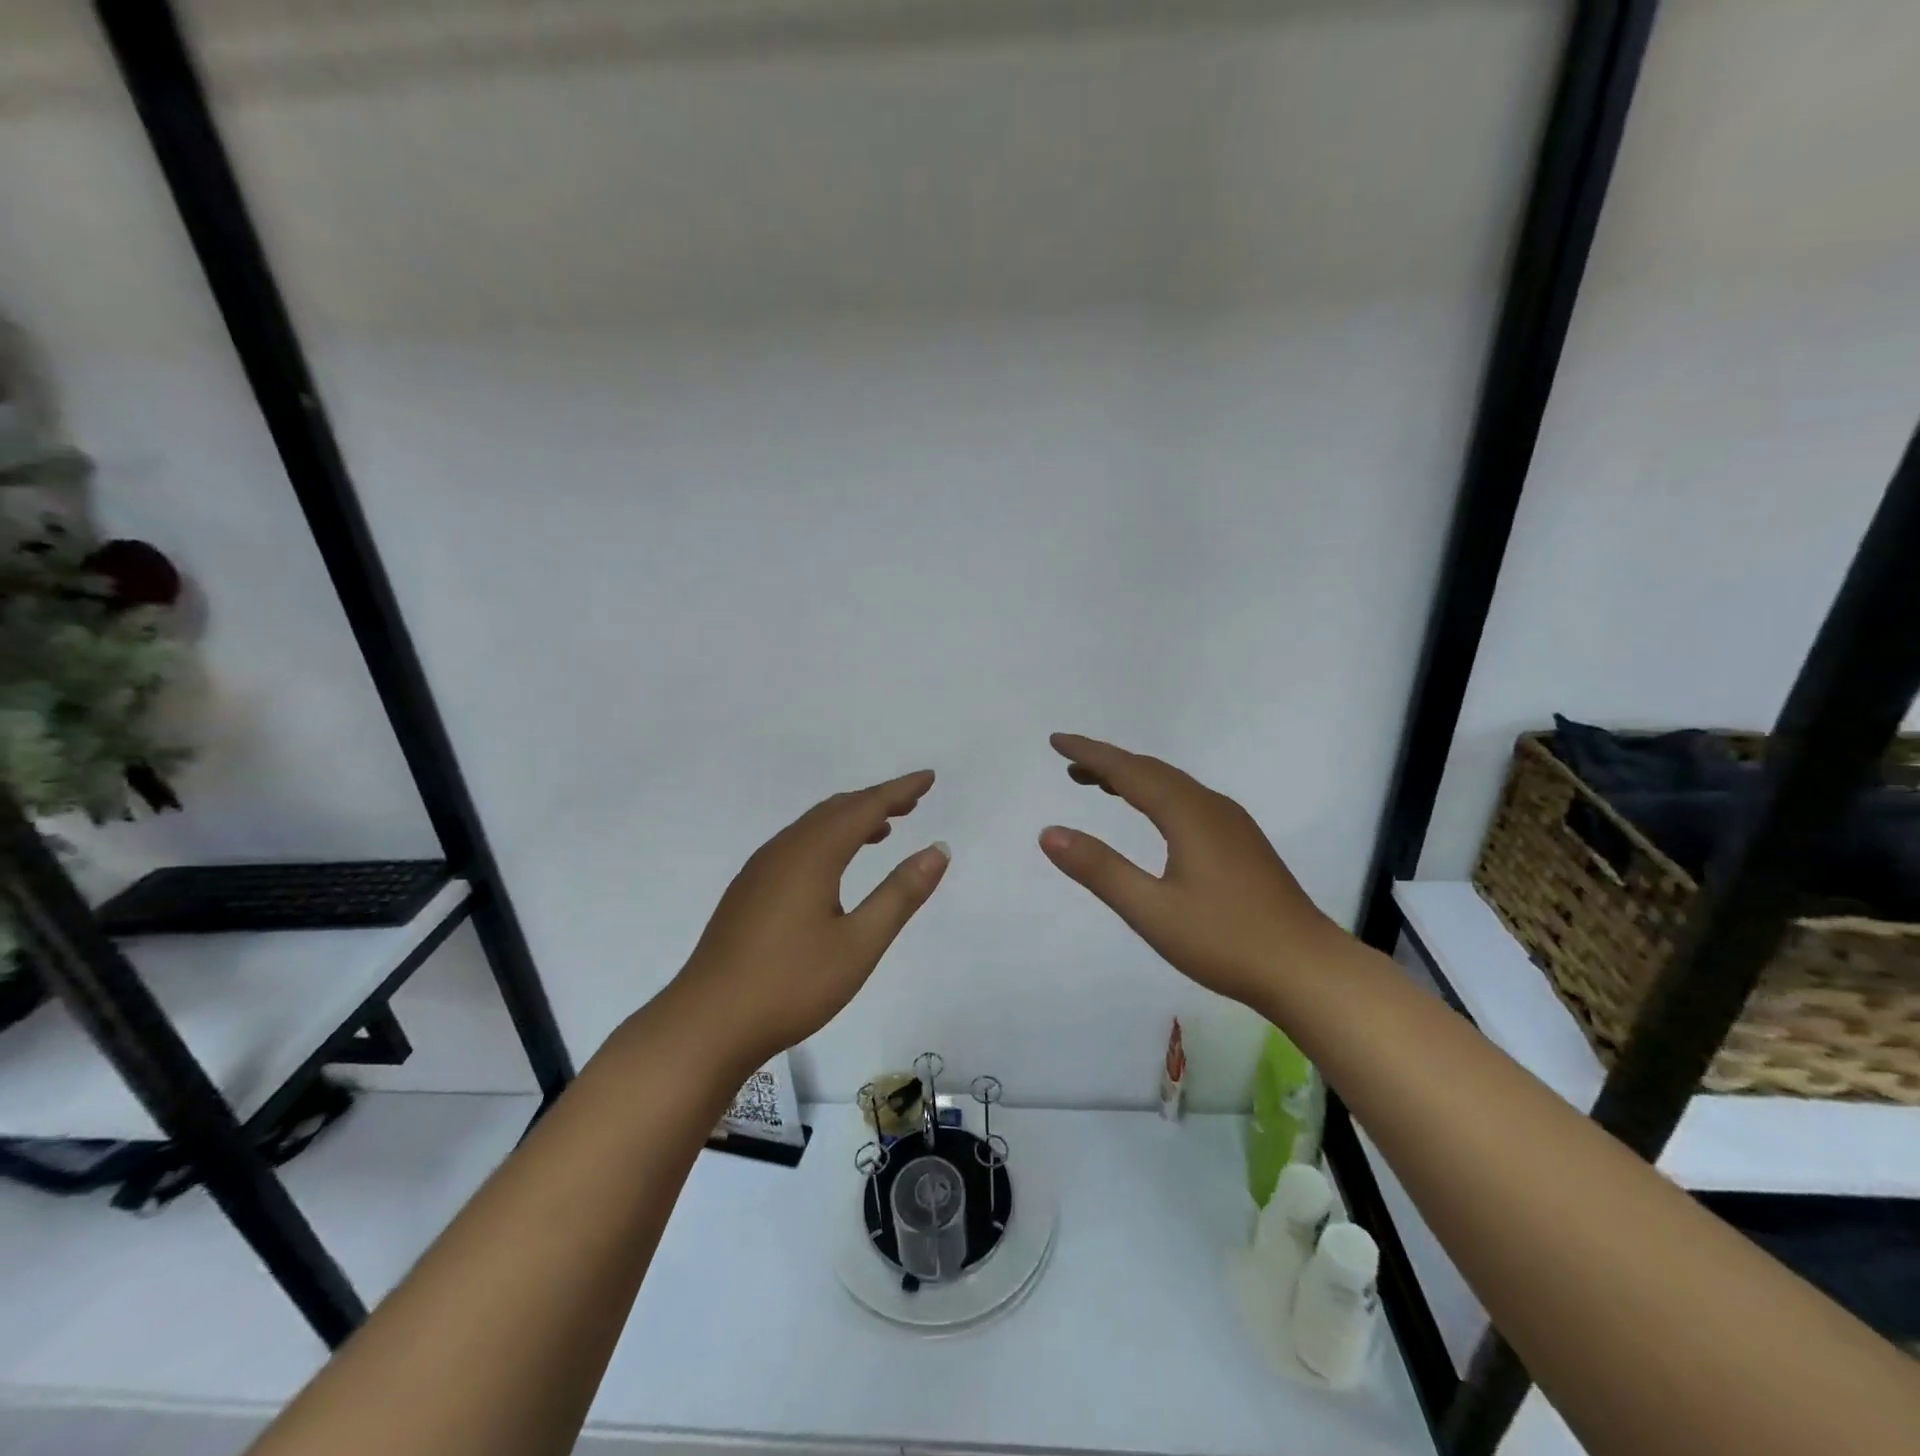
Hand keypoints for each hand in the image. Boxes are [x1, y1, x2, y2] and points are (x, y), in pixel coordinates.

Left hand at [667, 770, 949, 1071]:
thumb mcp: (859, 944)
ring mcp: (759, 870)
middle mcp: (783, 850)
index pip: (864, 808)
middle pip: (836, 810)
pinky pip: (796, 845)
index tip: (928, 778)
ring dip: (850, 820)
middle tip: (912, 802)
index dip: (899, 791)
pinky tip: (834, 866)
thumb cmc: (791, 984)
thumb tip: (938, 850)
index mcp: (812, 855)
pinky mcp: (747, 892)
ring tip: (883, 829)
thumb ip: (900, 894)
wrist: (706, 1024)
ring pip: (812, 827)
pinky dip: (827, 839)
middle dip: (876, 801)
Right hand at [1038, 733, 1340, 1006]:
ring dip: (1134, 779)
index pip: (1128, 771)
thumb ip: (1100, 869)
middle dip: (1109, 763)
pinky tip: (1154, 816)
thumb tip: (1049, 833)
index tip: (1057, 741)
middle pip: (1152, 771)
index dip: (1090, 753)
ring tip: (1099, 784)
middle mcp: (1211, 807)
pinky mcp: (1242, 843)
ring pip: (1173, 786)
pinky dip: (1157, 796)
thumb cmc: (1225, 940)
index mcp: (1188, 814)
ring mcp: (1232, 824)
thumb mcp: (1151, 910)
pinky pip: (1188, 801)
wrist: (1307, 969)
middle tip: (1070, 764)